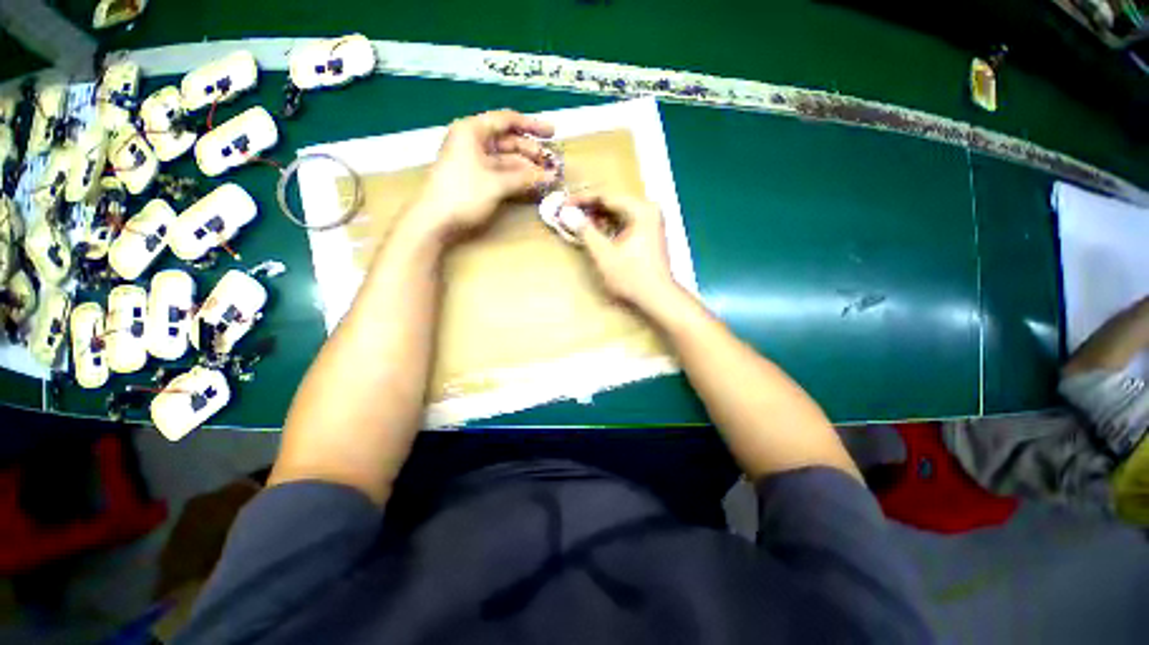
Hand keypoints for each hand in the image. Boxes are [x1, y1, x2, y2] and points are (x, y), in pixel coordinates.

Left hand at [410, 109, 556, 240]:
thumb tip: (551, 177)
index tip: (553, 133)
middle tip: (553, 164)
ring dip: (527, 168)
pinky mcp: (477, 179)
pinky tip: (533, 185)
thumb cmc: (463, 194)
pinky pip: (502, 173)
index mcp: (472, 131)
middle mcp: (474, 142)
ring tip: (548, 177)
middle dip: (532, 152)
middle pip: (509, 141)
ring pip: (507, 160)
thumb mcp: (497, 183)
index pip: (506, 120)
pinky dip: (517, 179)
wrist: (435, 220)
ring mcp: (474, 162)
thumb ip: (525, 178)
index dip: (531, 125)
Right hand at [568, 192, 679, 309]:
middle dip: (590, 209)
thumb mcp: (604, 254)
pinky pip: (624, 223)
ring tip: (579, 223)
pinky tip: (596, 233)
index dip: (582, 199)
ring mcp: (650, 222)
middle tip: (569, 214)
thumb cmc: (631, 277)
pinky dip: (609, 227)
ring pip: (618, 213)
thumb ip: (585, 231)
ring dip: (598, 218)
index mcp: (640, 210)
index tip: (564, 204)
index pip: (606, 196)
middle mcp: (648, 210)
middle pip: (613, 203)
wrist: (657, 298)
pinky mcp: (648, 233)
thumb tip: (567, 214)